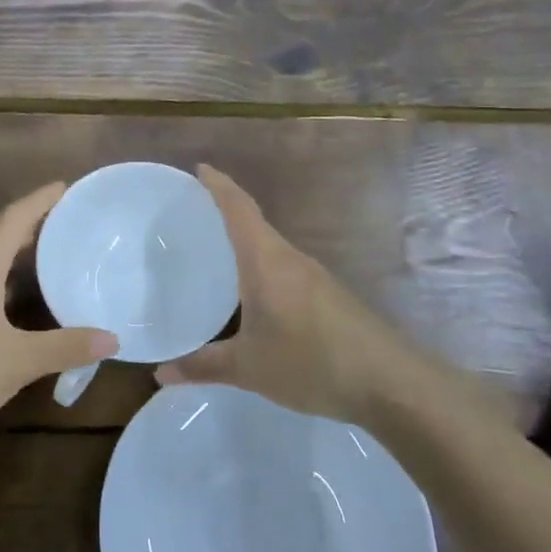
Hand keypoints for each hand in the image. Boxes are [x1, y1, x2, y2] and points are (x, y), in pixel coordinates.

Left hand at [0, 182, 116, 449]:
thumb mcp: (17, 360)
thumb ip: (65, 347)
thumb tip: (113, 339)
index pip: (12, 220)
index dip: (39, 201)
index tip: (65, 186)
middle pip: (1, 240)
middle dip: (35, 228)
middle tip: (71, 223)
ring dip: (22, 261)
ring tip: (57, 260)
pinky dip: (12, 290)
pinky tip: (28, 310)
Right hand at [154, 165, 402, 423]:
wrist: (390, 383)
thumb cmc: (311, 362)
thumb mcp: (248, 368)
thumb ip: (202, 366)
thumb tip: (160, 373)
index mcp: (266, 260)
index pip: (238, 208)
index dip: (218, 184)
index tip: (198, 168)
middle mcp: (290, 258)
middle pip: (254, 222)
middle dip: (224, 211)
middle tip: (192, 215)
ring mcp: (313, 276)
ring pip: (270, 247)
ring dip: (244, 241)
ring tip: (215, 251)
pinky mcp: (328, 295)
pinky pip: (284, 268)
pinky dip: (261, 266)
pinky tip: (251, 293)